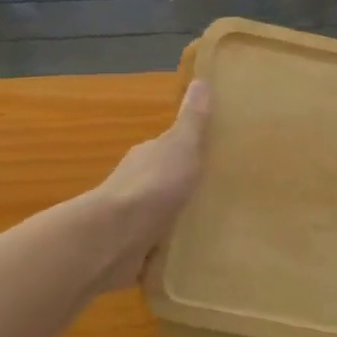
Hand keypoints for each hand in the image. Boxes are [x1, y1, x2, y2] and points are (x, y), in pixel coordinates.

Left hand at [90, 80, 212, 289]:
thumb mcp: (181, 146)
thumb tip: (201, 80)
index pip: (169, 148)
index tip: (215, 157)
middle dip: (187, 187)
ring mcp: (133, 218)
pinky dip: (170, 249)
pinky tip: (190, 256)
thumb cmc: (153, 185)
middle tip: (221, 195)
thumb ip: (192, 120)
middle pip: (166, 181)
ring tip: (213, 228)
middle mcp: (137, 184)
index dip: (190, 151)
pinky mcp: (133, 250)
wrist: (116, 236)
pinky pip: (158, 247)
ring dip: (178, 219)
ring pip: (161, 214)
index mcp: (148, 156)